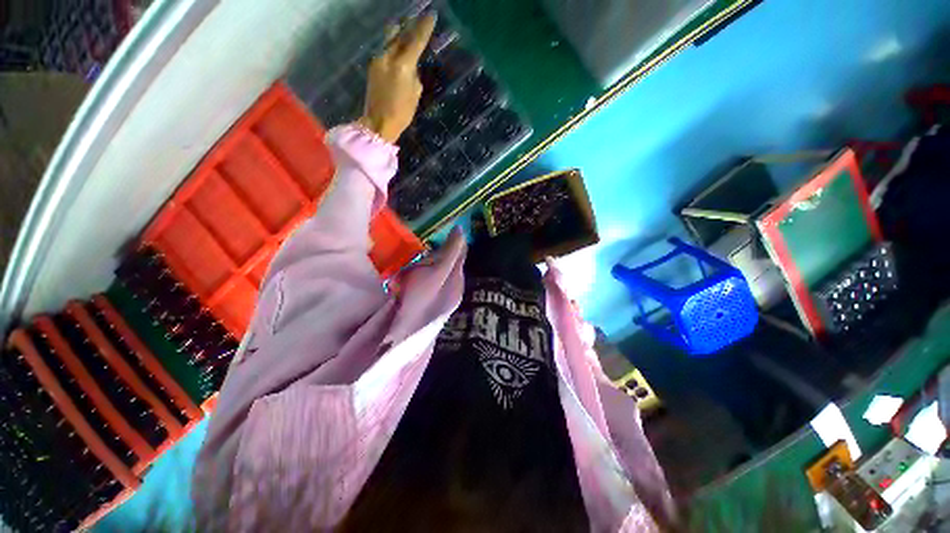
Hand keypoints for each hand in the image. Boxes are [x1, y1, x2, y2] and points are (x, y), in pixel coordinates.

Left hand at [358, 14, 435, 143]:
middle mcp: (388, 57)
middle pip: (399, 35)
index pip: (416, 41)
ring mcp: (378, 61)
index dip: (424, 28)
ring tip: (405, 30)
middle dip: (409, 27)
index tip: (432, 16)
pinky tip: (397, 50)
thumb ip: (414, 76)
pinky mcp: (372, 67)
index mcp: (402, 65)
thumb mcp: (415, 94)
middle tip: (417, 21)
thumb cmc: (402, 113)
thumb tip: (411, 67)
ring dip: (398, 35)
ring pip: (390, 41)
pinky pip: (385, 51)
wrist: (378, 123)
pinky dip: (393, 48)